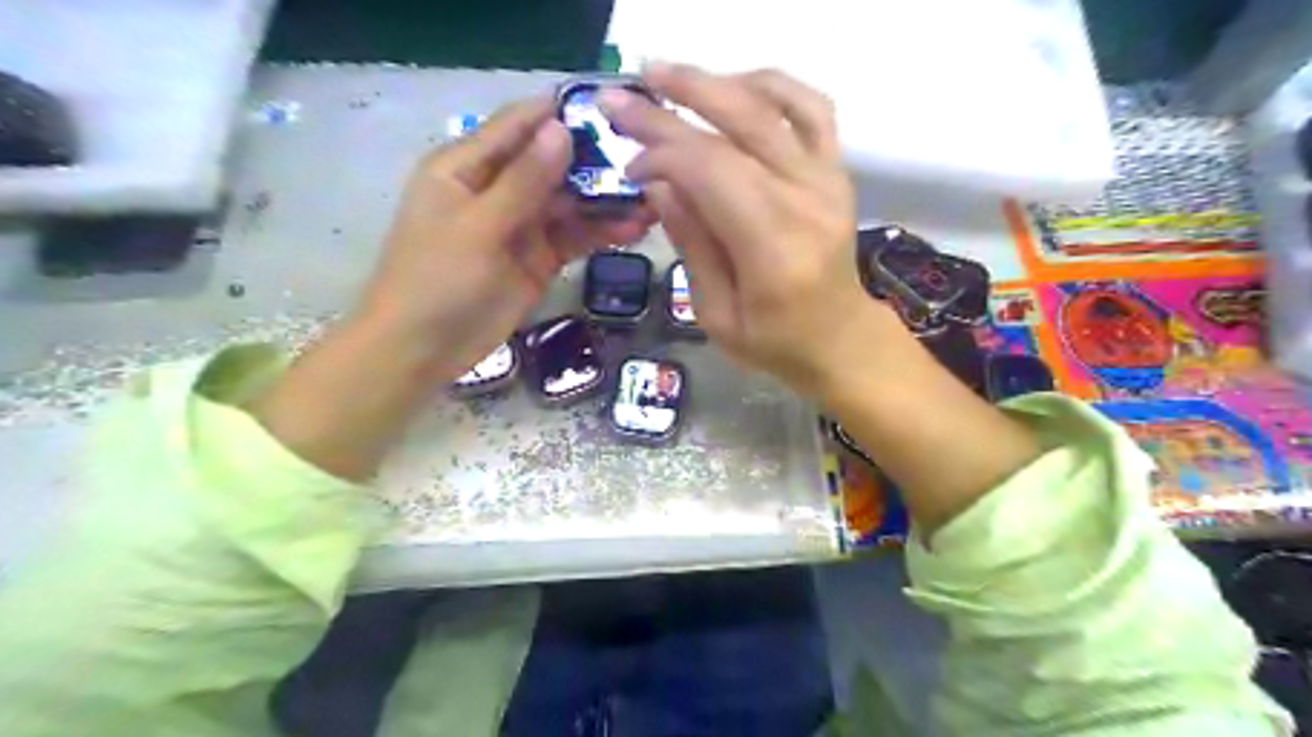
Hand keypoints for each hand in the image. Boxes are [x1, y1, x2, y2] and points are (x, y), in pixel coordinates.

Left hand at [356, 95, 648, 381]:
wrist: (424, 349)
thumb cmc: (437, 280)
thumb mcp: (479, 227)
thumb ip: (523, 181)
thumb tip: (561, 129)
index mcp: (467, 166)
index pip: (519, 126)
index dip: (561, 114)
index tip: (613, 108)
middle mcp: (497, 188)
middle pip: (552, 163)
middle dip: (596, 161)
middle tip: (649, 158)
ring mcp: (521, 225)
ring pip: (570, 202)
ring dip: (606, 200)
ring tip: (653, 197)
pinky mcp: (539, 258)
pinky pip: (574, 237)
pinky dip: (602, 232)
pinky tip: (635, 228)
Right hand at [603, 68, 1034, 529]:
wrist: (841, 340)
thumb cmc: (775, 343)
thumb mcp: (717, 315)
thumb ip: (692, 245)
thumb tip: (659, 184)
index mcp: (773, 250)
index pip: (711, 172)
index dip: (662, 155)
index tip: (627, 165)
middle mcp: (806, 202)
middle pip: (737, 127)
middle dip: (674, 102)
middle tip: (624, 94)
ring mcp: (828, 181)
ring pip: (773, 106)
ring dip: (716, 82)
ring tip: (668, 78)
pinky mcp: (837, 172)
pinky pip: (812, 109)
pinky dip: (772, 86)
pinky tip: (735, 87)